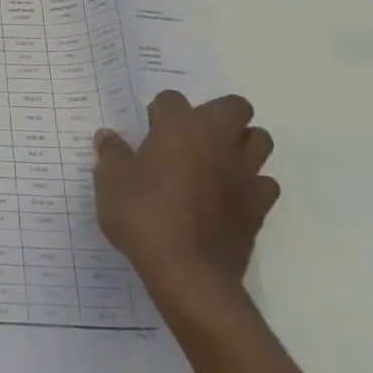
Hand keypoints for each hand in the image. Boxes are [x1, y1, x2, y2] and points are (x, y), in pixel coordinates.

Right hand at [94, 91, 277, 311]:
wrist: (188, 273)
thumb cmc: (143, 217)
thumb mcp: (110, 182)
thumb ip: (111, 154)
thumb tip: (108, 136)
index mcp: (179, 128)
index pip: (171, 99)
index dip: (159, 112)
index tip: (148, 133)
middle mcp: (217, 140)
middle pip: (234, 106)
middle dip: (216, 115)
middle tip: (190, 138)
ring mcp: (244, 173)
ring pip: (259, 139)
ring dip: (241, 144)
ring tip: (215, 162)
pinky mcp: (259, 206)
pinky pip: (265, 183)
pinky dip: (251, 184)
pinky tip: (230, 197)